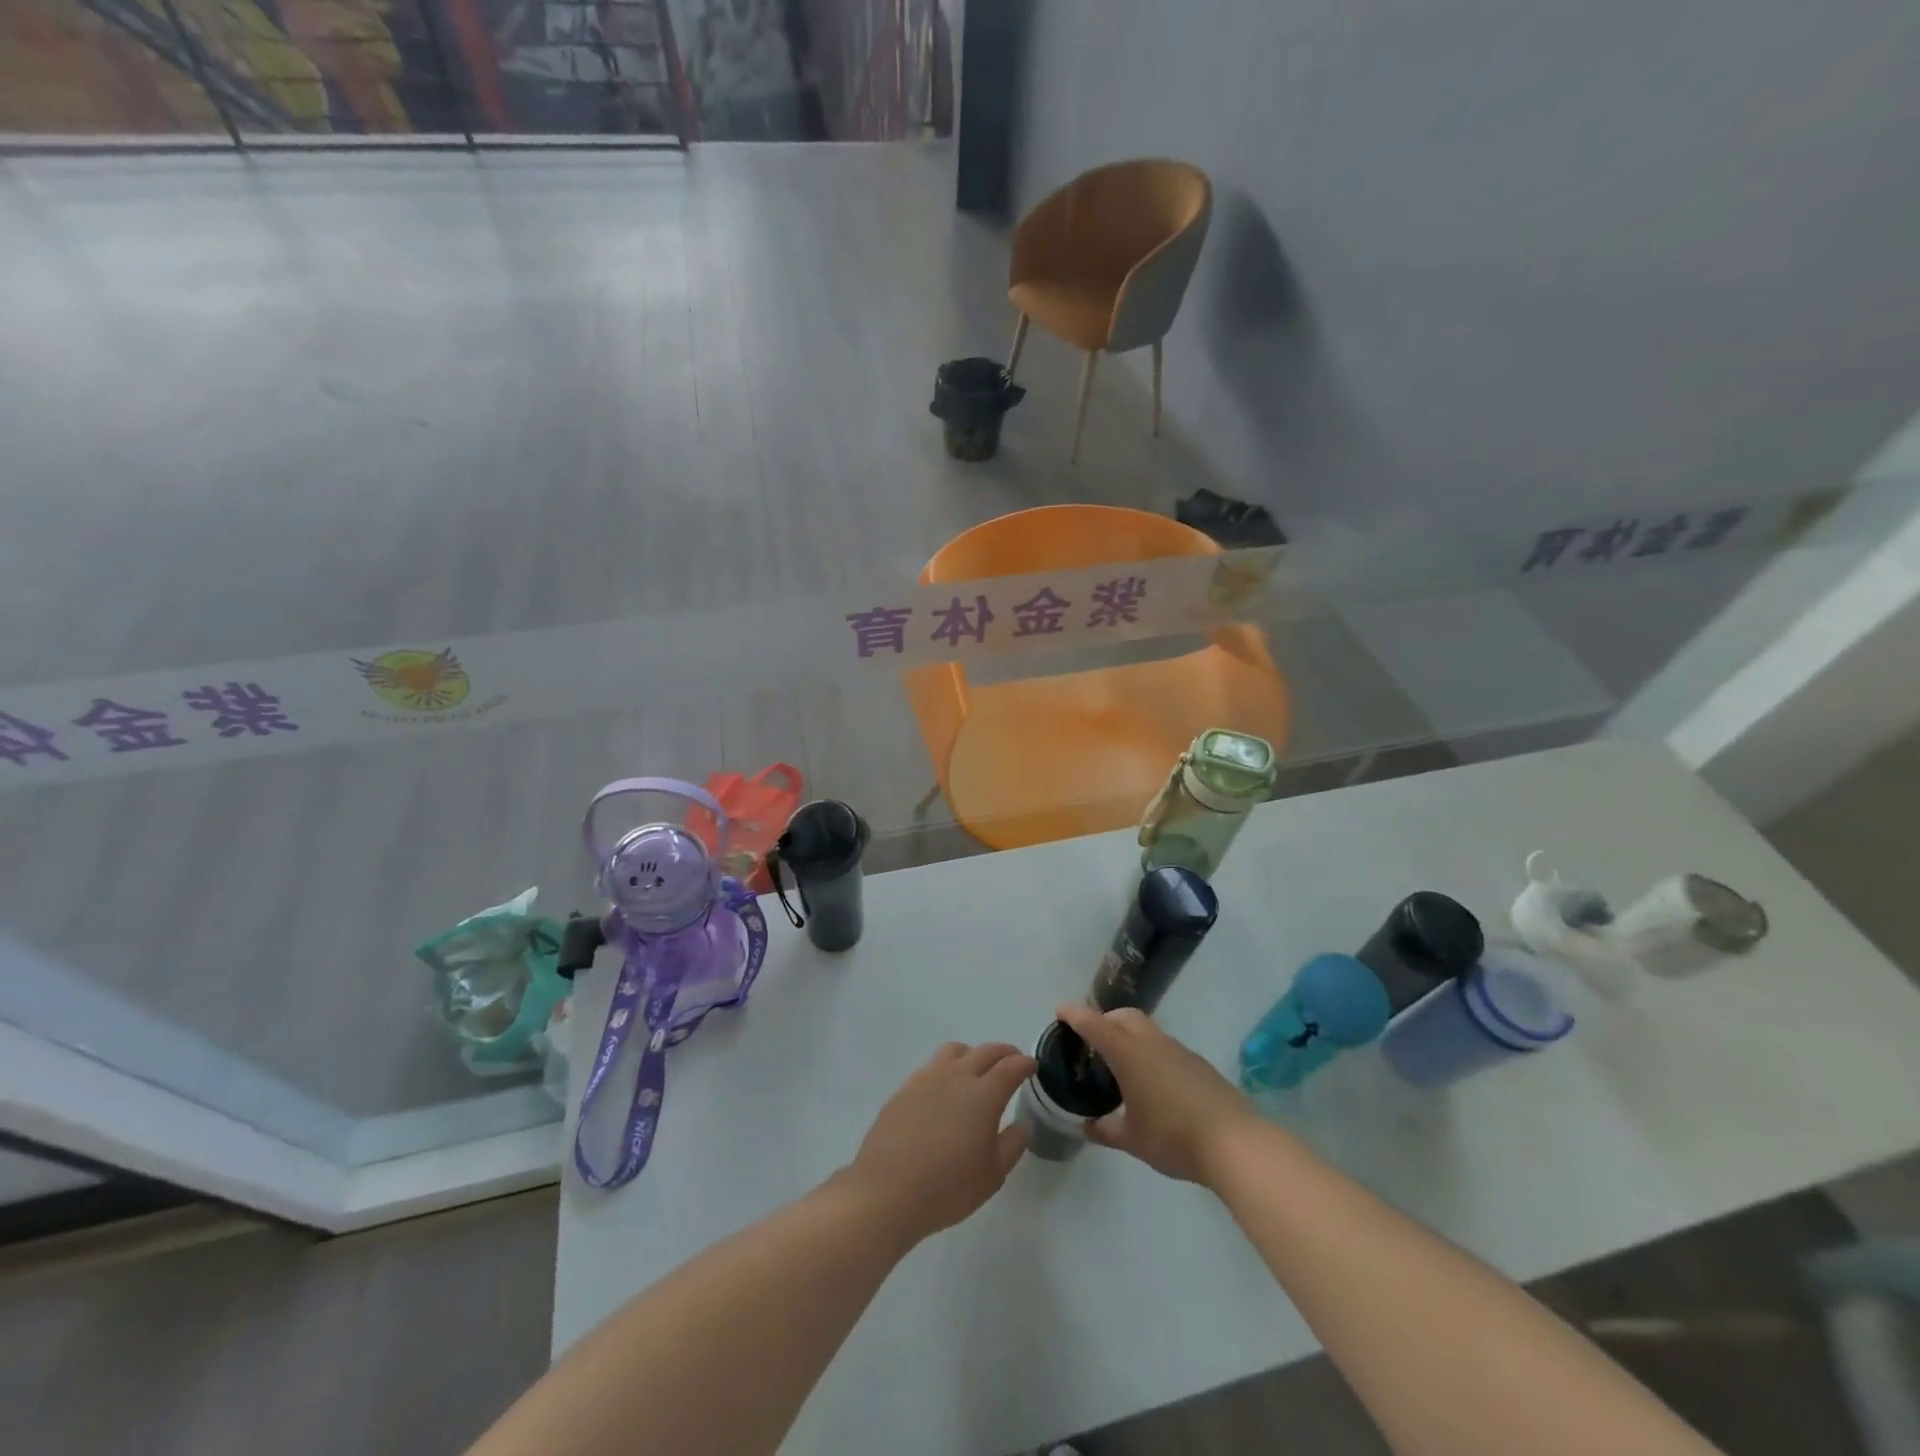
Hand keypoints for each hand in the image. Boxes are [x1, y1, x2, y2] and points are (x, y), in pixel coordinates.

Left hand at [840, 1042, 1034, 1246]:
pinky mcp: (904, 1089)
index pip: (1010, 1067)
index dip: (1024, 1064)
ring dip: (972, 1054)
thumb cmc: (947, 1187)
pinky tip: (943, 1090)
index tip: (1031, 1066)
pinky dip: (946, 1069)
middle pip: (984, 1052)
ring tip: (976, 1070)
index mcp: (983, 1094)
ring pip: (954, 1051)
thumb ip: (1011, 1145)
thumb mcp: (992, 1175)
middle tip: (1012, 1061)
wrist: (887, 1191)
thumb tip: (1023, 1124)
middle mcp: (956, 1076)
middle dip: (1003, 1053)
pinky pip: (931, 1067)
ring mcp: (926, 1079)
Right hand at [1054, 1002, 1257, 1185]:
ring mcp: (1177, 1050)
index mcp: (1128, 1053)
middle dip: (1104, 1020)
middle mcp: (1151, 1042)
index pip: (1094, 1024)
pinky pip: (1163, 1045)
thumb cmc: (1173, 1136)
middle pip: (1122, 1016)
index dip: (1075, 1014)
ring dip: (1127, 1035)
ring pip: (1145, 1028)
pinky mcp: (1196, 1063)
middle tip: (1091, 1041)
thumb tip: (1088, 1125)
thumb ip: (1106, 1129)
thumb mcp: (1132, 1139)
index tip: (1060, 1010)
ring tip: (1119, 1064)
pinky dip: (1148, 1051)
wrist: (1234, 1142)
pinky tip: (1150, 1081)